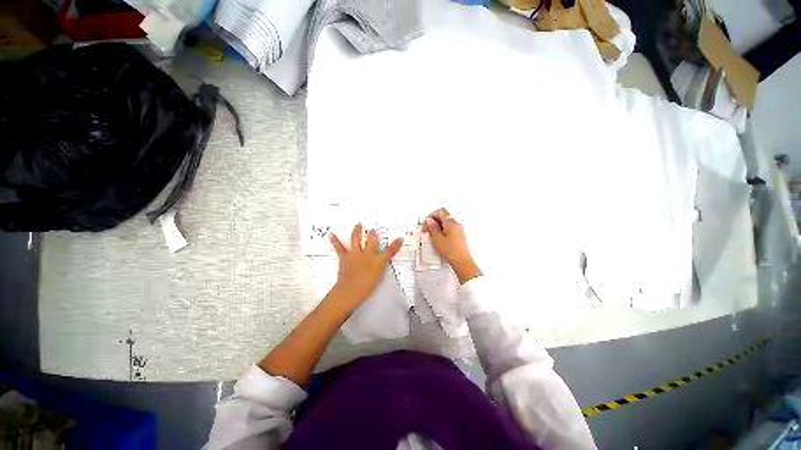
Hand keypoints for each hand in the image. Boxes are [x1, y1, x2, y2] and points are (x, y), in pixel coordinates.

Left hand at [329, 223, 402, 308]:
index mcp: (377, 261)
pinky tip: (331, 234)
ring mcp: (355, 255)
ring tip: (358, 224)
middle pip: (371, 241)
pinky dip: (335, 240)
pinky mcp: (345, 257)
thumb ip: (379, 267)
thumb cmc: (365, 286)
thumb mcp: (377, 277)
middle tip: (373, 228)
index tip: (400, 239)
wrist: (350, 290)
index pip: (389, 252)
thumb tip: (379, 263)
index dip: (395, 245)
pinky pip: (339, 247)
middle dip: (373, 234)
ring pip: (356, 239)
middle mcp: (367, 255)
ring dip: (357, 231)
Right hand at [424, 208, 481, 283]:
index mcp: (451, 223)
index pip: (440, 212)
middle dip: (434, 222)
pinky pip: (450, 229)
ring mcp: (459, 230)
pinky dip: (443, 232)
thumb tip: (429, 220)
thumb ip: (432, 227)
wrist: (461, 261)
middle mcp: (456, 224)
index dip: (431, 215)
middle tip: (428, 230)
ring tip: (433, 236)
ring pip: (446, 224)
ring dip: (438, 227)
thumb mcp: (436, 239)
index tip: (426, 223)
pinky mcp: (459, 236)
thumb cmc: (450, 251)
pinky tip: (439, 240)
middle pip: (443, 217)